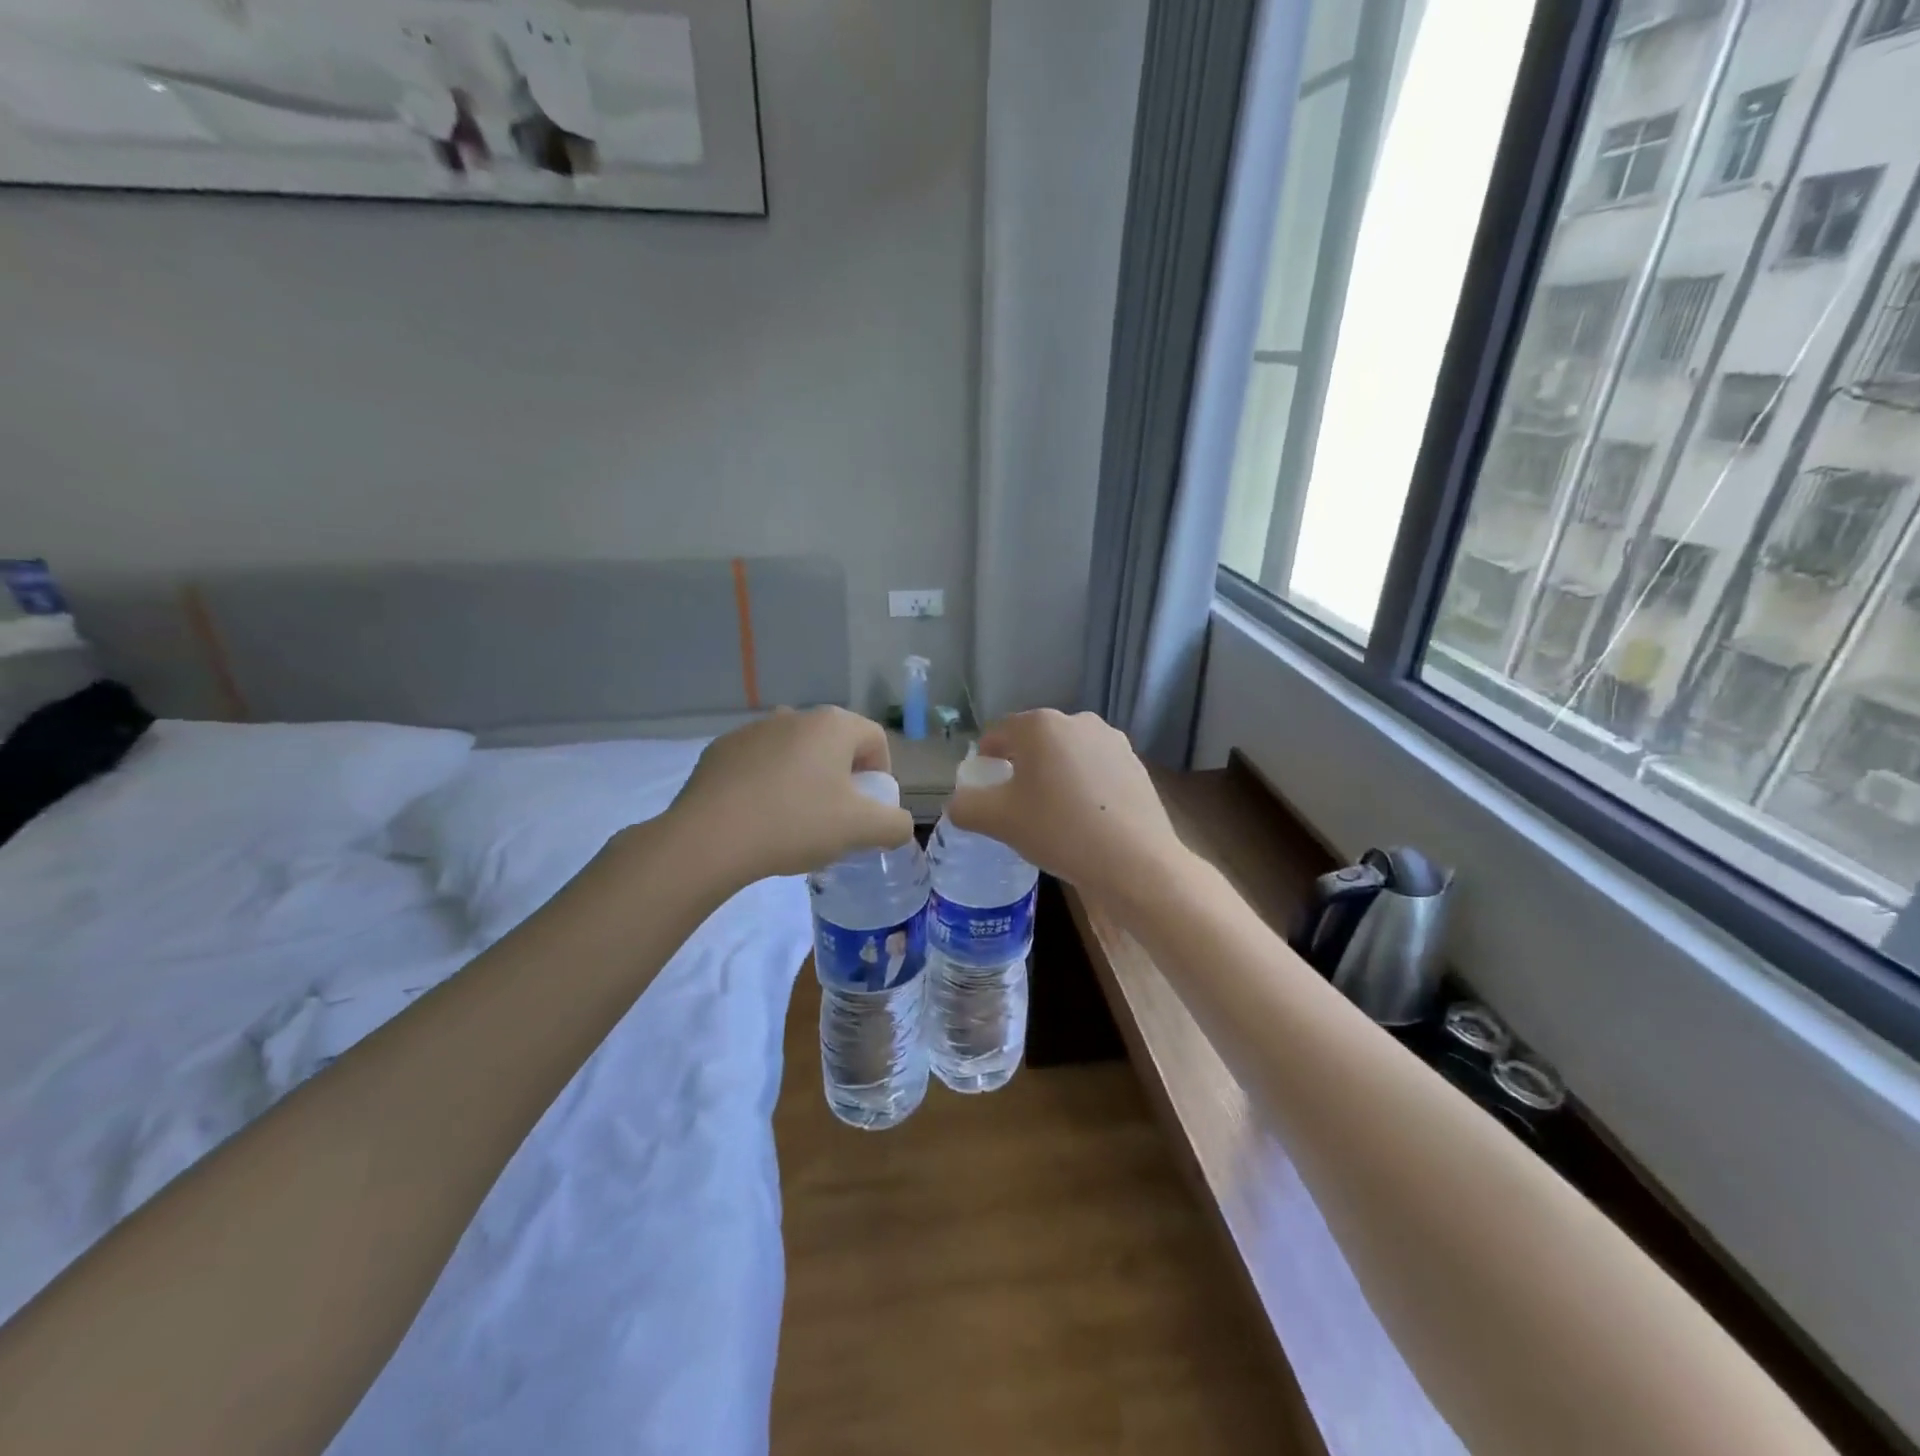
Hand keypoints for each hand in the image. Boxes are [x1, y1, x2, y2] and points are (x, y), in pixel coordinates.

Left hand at [661, 707, 914, 885]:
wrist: (709, 839)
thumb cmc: (795, 823)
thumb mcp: (860, 830)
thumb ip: (895, 825)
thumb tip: (899, 825)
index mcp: (832, 725)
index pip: (875, 739)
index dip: (881, 774)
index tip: (869, 809)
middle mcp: (793, 716)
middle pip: (834, 744)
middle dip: (842, 778)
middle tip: (836, 818)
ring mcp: (752, 730)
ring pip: (795, 753)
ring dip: (805, 780)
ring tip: (795, 821)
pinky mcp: (719, 751)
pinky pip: (759, 764)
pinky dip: (768, 784)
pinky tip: (759, 818)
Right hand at [946, 709, 1185, 902]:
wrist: (1135, 861)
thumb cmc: (1058, 831)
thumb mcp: (997, 821)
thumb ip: (965, 806)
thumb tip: (958, 803)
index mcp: (1039, 725)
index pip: (997, 734)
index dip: (985, 762)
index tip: (986, 792)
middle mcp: (1077, 720)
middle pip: (1034, 741)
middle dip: (1021, 767)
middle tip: (1016, 806)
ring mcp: (1112, 740)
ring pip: (1066, 755)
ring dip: (1053, 776)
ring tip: (1053, 814)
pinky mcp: (1135, 763)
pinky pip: (1095, 769)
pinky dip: (1083, 786)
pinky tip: (1086, 819)